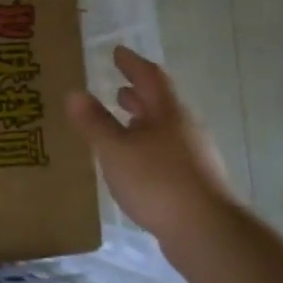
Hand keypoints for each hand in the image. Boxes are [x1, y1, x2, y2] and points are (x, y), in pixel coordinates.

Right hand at [67, 46, 236, 255]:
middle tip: (117, 87)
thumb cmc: (157, 181)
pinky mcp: (194, 181)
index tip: (117, 51)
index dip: (132, 63)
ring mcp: (194, 156)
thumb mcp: (115, 150)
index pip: (150, 77)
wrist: (206, 231)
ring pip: (164, 130)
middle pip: (160, 104)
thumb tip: (75, 93)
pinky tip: (136, 163)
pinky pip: (166, 153)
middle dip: (138, 94)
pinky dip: (148, 147)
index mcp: (168, 113)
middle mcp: (185, 128)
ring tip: (123, 124)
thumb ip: (94, 123)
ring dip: (143, 122)